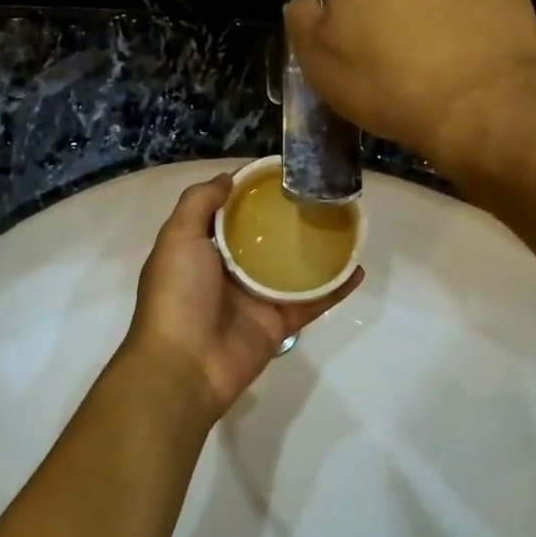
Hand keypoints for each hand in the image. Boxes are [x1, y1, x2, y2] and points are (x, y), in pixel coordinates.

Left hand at [125, 175, 360, 417]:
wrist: (186, 364)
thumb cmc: (177, 295)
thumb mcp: (178, 237)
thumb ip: (199, 203)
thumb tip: (229, 177)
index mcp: (202, 250)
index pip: (230, 214)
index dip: (252, 193)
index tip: (281, 172)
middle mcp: (229, 272)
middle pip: (265, 240)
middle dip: (289, 220)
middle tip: (321, 195)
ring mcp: (256, 299)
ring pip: (294, 269)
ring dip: (318, 251)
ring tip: (346, 225)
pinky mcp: (279, 323)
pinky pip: (312, 301)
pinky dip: (335, 288)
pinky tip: (358, 269)